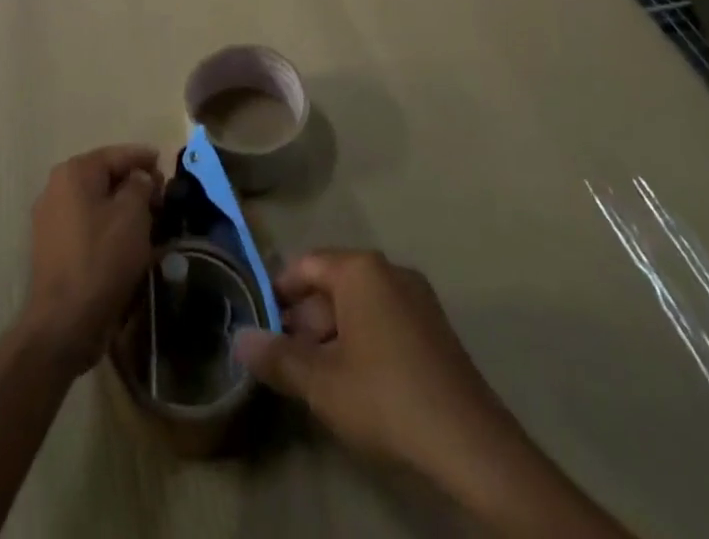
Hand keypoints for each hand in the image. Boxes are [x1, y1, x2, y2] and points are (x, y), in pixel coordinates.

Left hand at [20, 144, 162, 379]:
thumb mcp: (132, 214)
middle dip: (133, 183)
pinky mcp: (52, 246)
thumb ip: (140, 184)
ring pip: (95, 201)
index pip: (117, 154)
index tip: (165, 165)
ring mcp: (50, 218)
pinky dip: (107, 225)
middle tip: (161, 197)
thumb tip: (139, 178)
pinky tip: (126, 240)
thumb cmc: (102, 259)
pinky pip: (86, 224)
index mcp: (75, 172)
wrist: (64, 323)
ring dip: (121, 206)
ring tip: (148, 219)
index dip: (144, 158)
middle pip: (104, 176)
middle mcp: (56, 187)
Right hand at [233, 250, 525, 486]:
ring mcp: (417, 297)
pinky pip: (384, 319)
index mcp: (360, 269)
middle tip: (284, 357)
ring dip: (332, 333)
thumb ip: (277, 357)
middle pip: (332, 284)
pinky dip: (362, 339)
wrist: (470, 444)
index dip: (278, 291)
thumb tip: (238, 339)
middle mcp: (389, 270)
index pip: (305, 265)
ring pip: (359, 304)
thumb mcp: (321, 383)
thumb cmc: (385, 397)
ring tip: (314, 375)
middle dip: (305, 319)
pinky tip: (354, 380)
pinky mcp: (434, 328)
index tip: (260, 321)